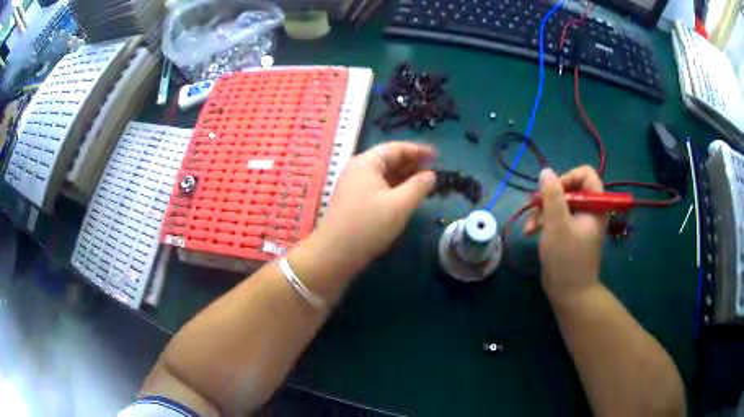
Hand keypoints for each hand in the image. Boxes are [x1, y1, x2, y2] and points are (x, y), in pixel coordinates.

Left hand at [312, 141, 435, 273]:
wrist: (335, 253)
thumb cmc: (369, 225)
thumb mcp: (400, 205)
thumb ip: (419, 186)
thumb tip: (431, 175)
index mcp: (367, 162)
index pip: (396, 148)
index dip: (419, 150)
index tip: (437, 156)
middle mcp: (358, 169)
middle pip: (389, 159)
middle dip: (412, 164)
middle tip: (433, 173)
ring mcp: (354, 185)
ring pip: (384, 175)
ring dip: (404, 177)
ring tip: (424, 185)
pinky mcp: (354, 200)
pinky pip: (378, 187)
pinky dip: (394, 188)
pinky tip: (406, 197)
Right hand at [524, 166, 606, 305]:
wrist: (569, 293)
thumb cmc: (567, 258)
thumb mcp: (557, 224)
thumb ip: (552, 195)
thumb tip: (546, 171)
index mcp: (595, 205)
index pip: (585, 174)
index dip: (567, 178)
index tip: (552, 192)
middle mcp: (589, 210)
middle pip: (569, 188)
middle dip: (549, 198)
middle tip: (536, 209)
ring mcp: (579, 222)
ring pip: (559, 203)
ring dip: (542, 212)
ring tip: (530, 227)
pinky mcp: (569, 232)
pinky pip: (556, 217)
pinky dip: (543, 222)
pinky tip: (531, 232)